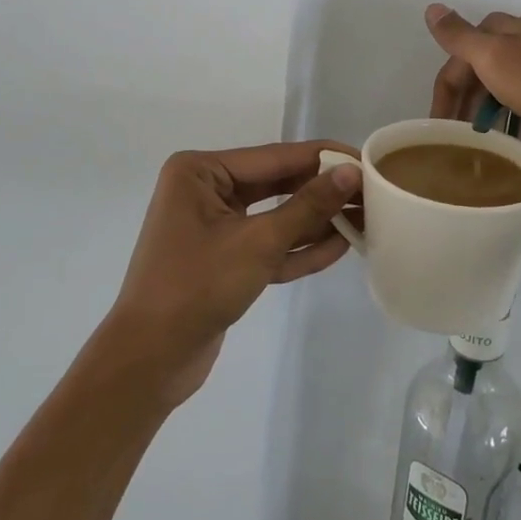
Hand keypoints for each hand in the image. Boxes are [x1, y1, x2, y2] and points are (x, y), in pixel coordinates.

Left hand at [107, 141, 360, 407]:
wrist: (148, 362)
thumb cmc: (197, 287)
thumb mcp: (259, 243)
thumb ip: (308, 207)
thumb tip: (351, 171)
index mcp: (201, 171)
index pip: (276, 157)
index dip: (324, 159)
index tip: (367, 160)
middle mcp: (206, 190)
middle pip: (277, 183)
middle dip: (322, 192)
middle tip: (372, 193)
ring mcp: (214, 225)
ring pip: (275, 215)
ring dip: (315, 221)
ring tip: (365, 219)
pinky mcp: (224, 258)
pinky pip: (267, 243)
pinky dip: (297, 247)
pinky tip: (339, 246)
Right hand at [425, 4, 520, 148]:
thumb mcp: (495, 58)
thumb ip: (460, 36)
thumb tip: (432, 7)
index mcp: (503, 28)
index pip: (457, 58)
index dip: (444, 92)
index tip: (437, 129)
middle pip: (480, 68)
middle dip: (464, 101)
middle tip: (457, 138)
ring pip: (504, 82)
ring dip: (488, 109)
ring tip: (483, 140)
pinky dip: (513, 113)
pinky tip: (514, 135)